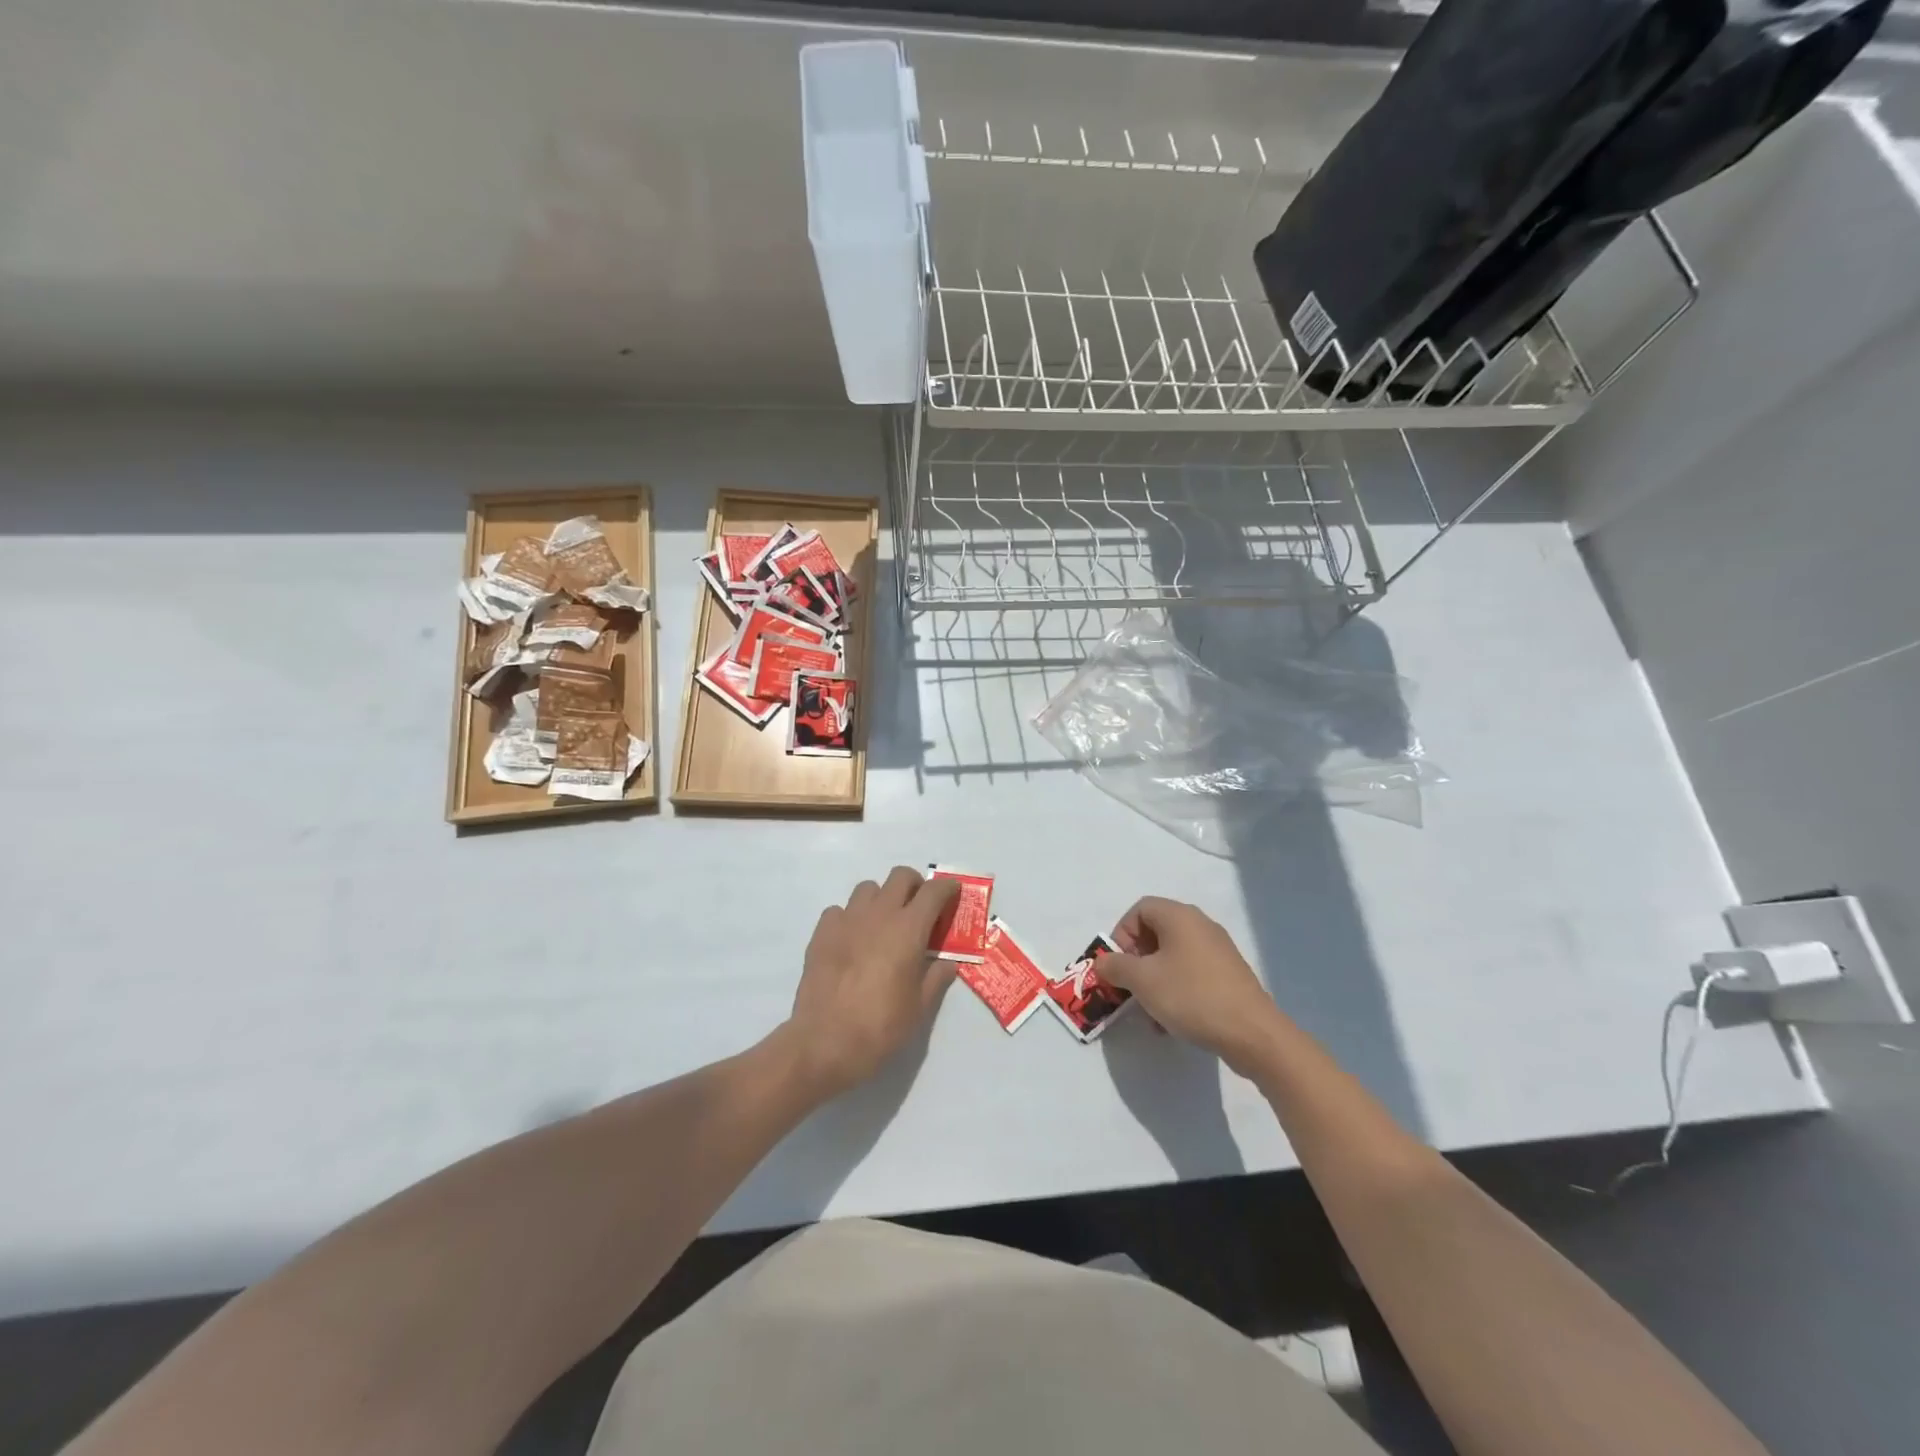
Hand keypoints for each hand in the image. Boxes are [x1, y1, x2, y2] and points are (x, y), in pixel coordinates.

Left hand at [778, 868, 959, 1098]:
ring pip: (868, 888)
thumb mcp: (920, 1008)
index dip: (947, 888)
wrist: (825, 1043)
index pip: (933, 892)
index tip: (953, 893)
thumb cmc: (881, 1027)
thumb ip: (936, 978)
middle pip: (900, 876)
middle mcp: (879, 914)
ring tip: (884, 924)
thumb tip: (946, 963)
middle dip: (915, 885)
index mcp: (908, 929)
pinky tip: (852, 940)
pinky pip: (839, 910)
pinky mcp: (821, 933)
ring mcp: (847, 920)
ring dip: (881, 898)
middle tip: (919, 909)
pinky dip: (850, 917)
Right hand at [1101, 897, 1282, 1075]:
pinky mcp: (1228, 975)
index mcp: (1179, 916)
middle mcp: (1200, 925)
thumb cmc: (1191, 996)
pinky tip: (1171, 1022)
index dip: (1121, 934)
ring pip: (1172, 957)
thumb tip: (1102, 962)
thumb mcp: (1142, 981)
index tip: (1118, 965)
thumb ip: (1115, 966)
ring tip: (1148, 1012)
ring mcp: (1217, 950)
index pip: (1139, 910)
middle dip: (1135, 961)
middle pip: (1155, 933)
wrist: (1252, 1033)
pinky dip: (1175, 990)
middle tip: (1129, 987)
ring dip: (1153, 980)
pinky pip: (1191, 974)